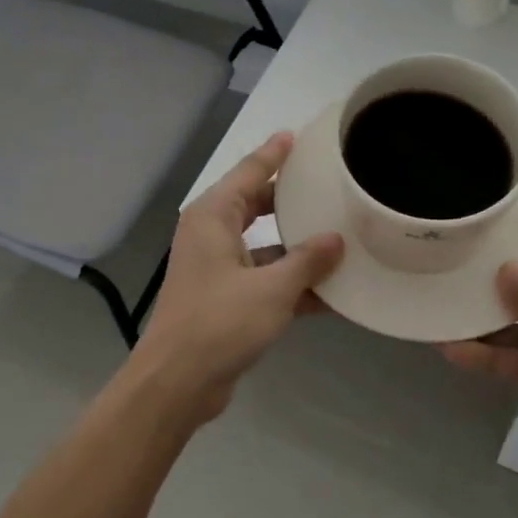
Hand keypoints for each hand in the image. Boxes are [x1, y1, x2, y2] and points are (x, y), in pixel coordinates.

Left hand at [131, 133, 343, 419]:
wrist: (177, 382)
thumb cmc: (219, 323)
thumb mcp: (271, 289)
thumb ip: (307, 261)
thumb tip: (337, 239)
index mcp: (213, 217)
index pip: (249, 172)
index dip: (274, 154)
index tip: (297, 136)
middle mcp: (212, 234)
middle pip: (256, 205)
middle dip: (289, 198)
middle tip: (326, 184)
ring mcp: (218, 268)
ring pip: (264, 244)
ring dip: (297, 246)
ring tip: (340, 235)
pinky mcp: (225, 298)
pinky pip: (264, 278)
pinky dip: (291, 282)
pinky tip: (331, 291)